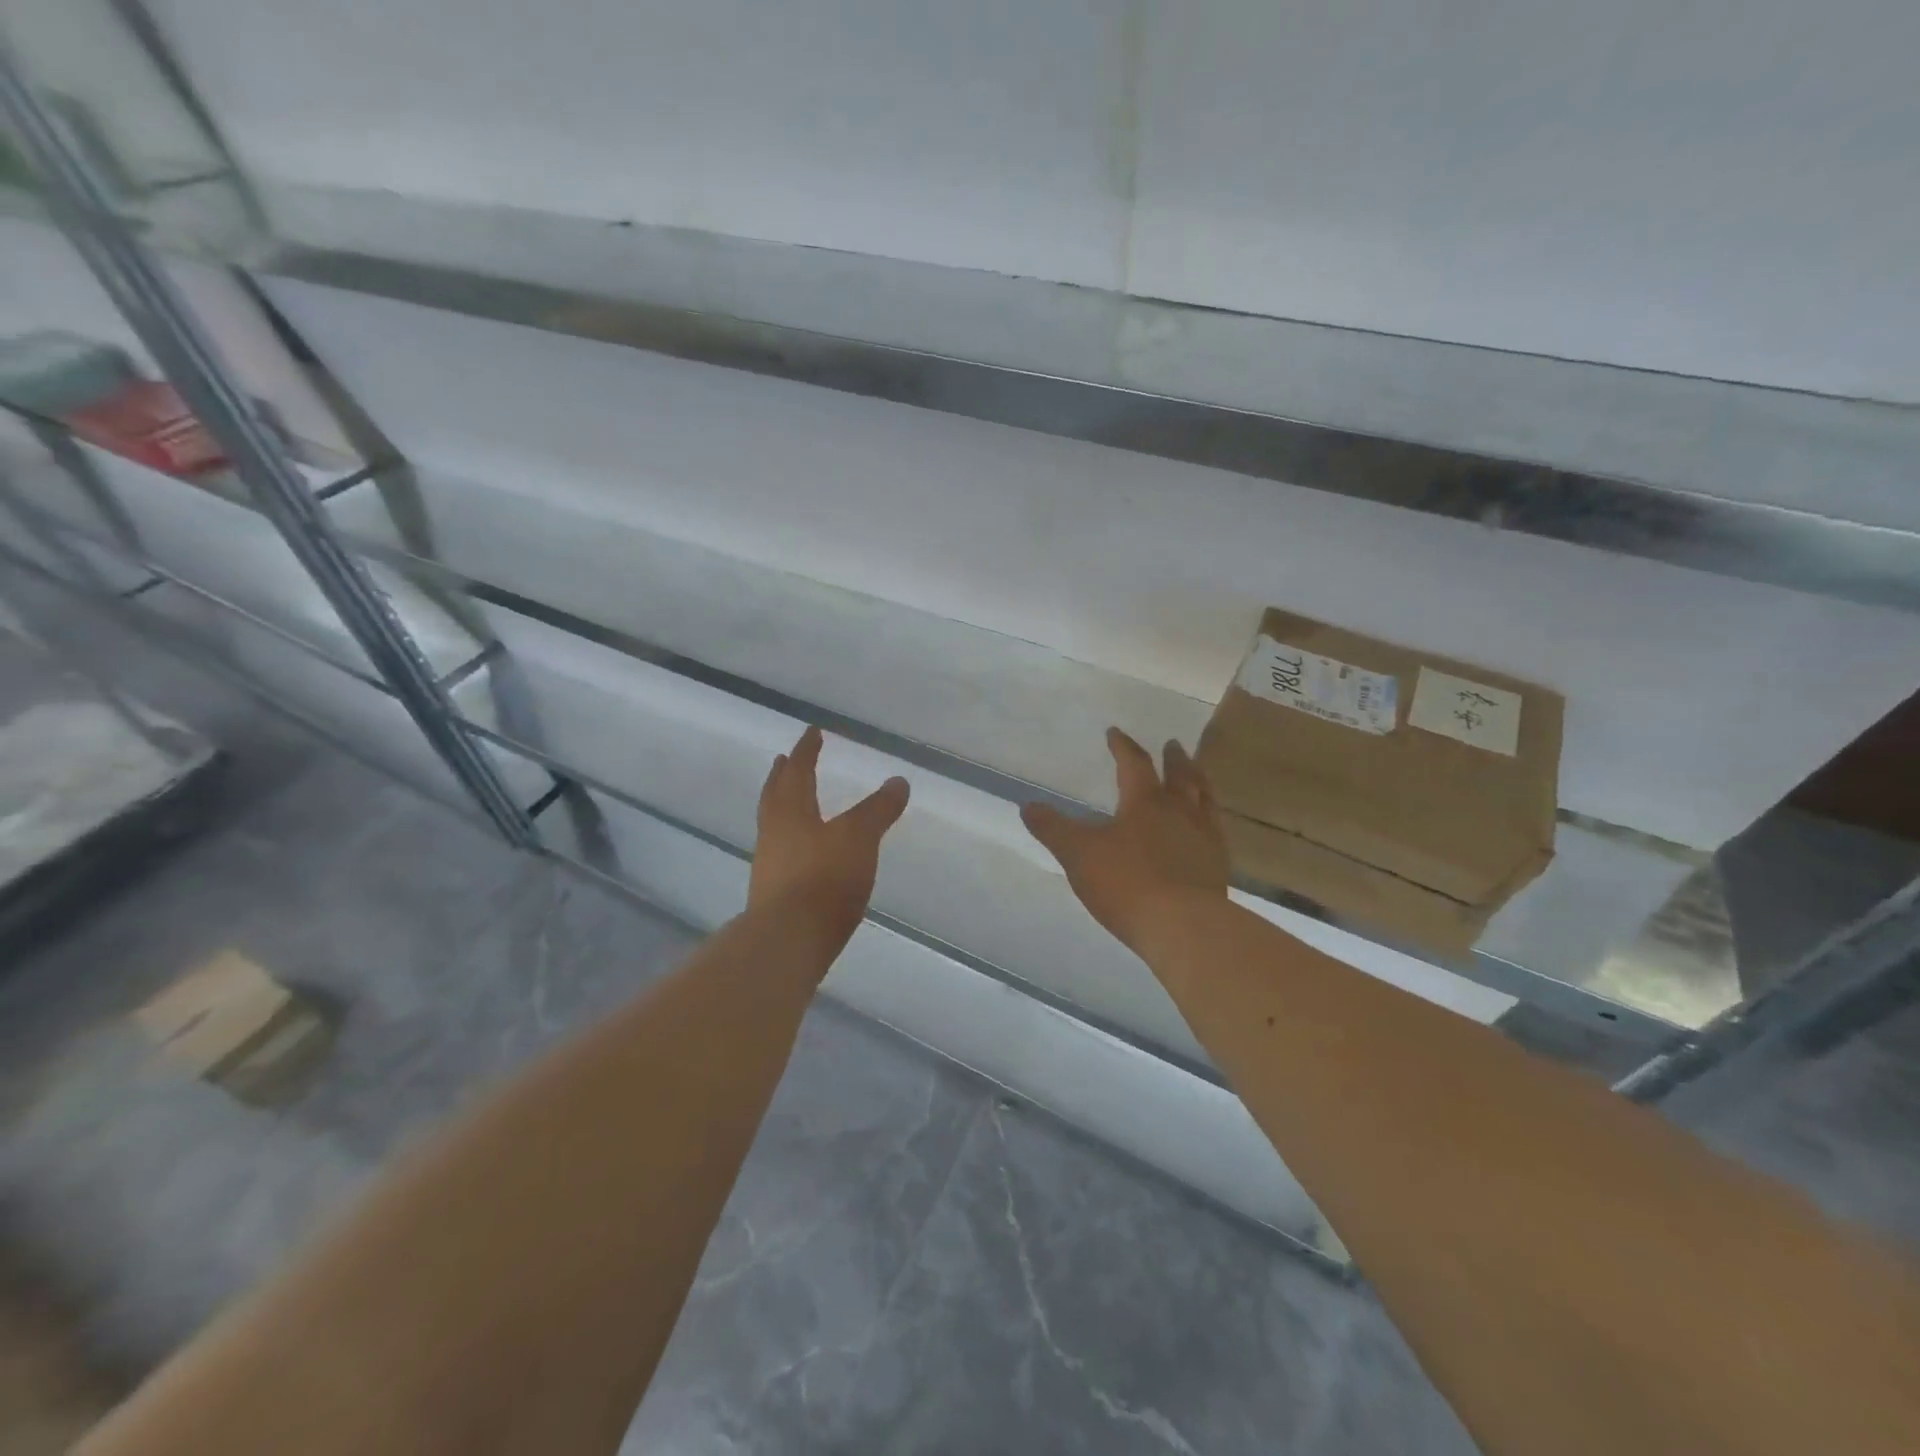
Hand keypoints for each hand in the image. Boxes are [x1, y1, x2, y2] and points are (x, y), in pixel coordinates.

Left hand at [749, 726, 910, 944]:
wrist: (788, 941)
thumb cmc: (824, 879)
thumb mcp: (860, 838)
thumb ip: (878, 810)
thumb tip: (898, 781)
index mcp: (791, 812)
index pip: (798, 772)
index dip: (807, 750)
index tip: (812, 732)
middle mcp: (773, 833)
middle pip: (775, 796)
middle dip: (784, 776)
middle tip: (785, 760)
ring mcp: (769, 865)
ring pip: (773, 825)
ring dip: (782, 807)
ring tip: (793, 802)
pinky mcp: (772, 895)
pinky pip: (780, 853)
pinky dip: (790, 840)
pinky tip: (803, 853)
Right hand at [1022, 728, 1228, 954]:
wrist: (1183, 926)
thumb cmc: (1127, 883)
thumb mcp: (1078, 855)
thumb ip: (1053, 829)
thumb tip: (1028, 806)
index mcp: (1145, 802)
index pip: (1134, 763)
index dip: (1123, 746)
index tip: (1115, 732)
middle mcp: (1180, 811)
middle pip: (1180, 775)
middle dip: (1173, 758)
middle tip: (1172, 744)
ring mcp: (1204, 837)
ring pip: (1204, 798)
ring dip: (1198, 781)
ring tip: (1197, 775)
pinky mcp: (1218, 865)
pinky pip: (1216, 830)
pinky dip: (1210, 818)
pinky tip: (1208, 828)